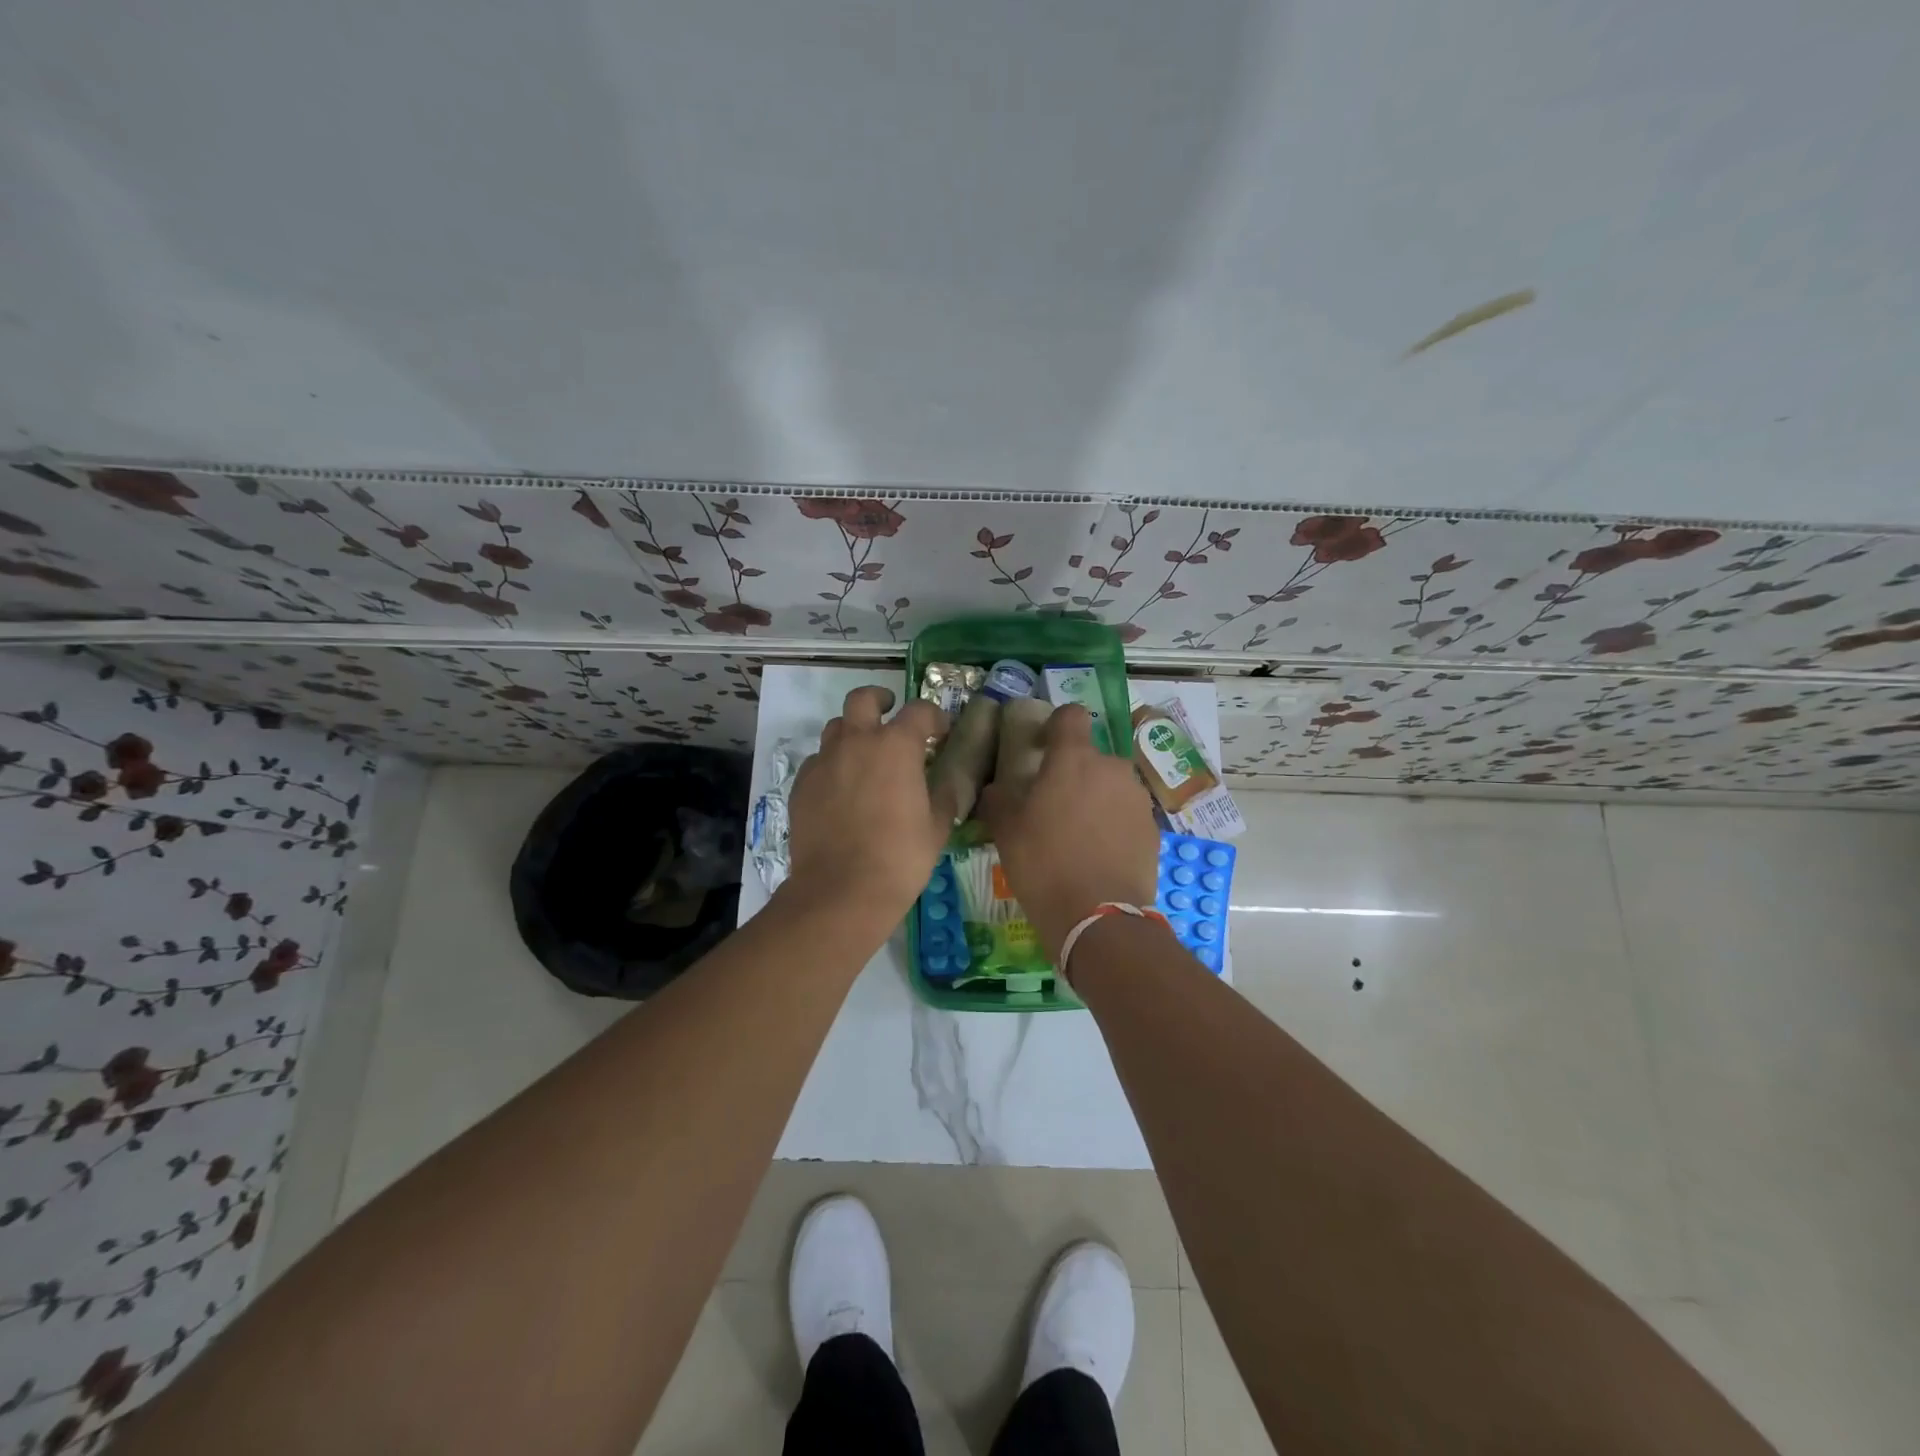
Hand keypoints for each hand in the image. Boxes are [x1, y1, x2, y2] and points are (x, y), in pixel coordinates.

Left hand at [785, 686, 958, 923]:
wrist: (841, 890)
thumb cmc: (900, 857)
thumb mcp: (937, 826)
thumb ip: (944, 794)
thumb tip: (947, 781)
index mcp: (896, 746)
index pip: (919, 711)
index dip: (933, 717)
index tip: (940, 732)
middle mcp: (856, 742)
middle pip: (863, 699)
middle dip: (879, 699)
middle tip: (890, 712)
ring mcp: (824, 762)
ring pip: (836, 728)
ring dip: (853, 733)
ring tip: (864, 755)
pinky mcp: (801, 785)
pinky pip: (818, 761)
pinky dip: (832, 765)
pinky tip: (841, 790)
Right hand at [979, 704, 1160, 958]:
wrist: (1098, 917)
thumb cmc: (1044, 864)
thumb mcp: (1005, 830)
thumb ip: (998, 798)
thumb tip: (997, 789)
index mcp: (1074, 759)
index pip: (1070, 716)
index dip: (1055, 726)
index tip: (1041, 748)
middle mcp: (1112, 769)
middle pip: (1090, 757)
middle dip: (1074, 772)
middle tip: (1053, 804)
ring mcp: (1137, 799)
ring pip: (1110, 786)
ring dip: (1095, 798)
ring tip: (1076, 834)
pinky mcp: (1152, 829)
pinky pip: (1126, 814)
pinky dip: (1113, 824)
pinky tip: (1097, 854)